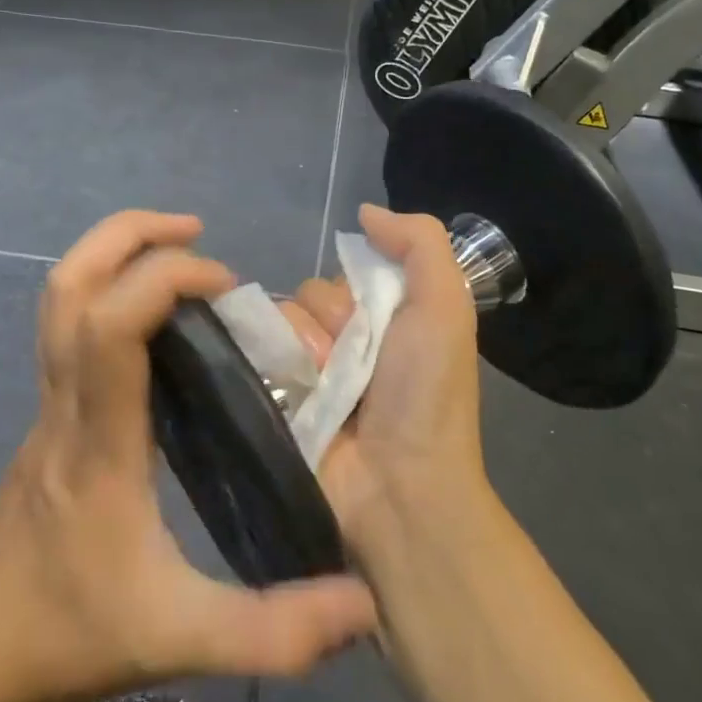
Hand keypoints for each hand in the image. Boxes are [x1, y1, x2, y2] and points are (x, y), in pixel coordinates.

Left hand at [0, 211, 376, 701]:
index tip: (225, 285)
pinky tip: (159, 323)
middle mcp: (65, 401)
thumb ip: (274, 631)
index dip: (166, 278)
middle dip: (130, 235)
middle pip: (69, 283)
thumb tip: (362, 603)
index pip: (111, 323)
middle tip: (195, 233)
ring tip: (179, 255)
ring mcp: (47, 402)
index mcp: (98, 439)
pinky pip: (69, 324)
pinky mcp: (47, 412)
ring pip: (59, 295)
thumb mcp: (179, 641)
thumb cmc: (67, 634)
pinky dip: (110, 290)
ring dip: (114, 252)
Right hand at [289, 205, 490, 556]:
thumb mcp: (445, 306)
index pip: (343, 274)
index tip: (373, 323)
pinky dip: (270, 366)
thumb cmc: (425, 393)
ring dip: (301, 349)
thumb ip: (419, 243)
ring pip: (279, 322)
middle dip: (327, 323)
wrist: (399, 489)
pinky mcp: (277, 400)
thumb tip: (365, 212)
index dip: (353, 292)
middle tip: (349, 363)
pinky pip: (255, 355)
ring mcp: (308, 373)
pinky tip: (291, 392)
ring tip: (324, 387)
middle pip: (308, 295)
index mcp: (384, 317)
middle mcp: (344, 341)